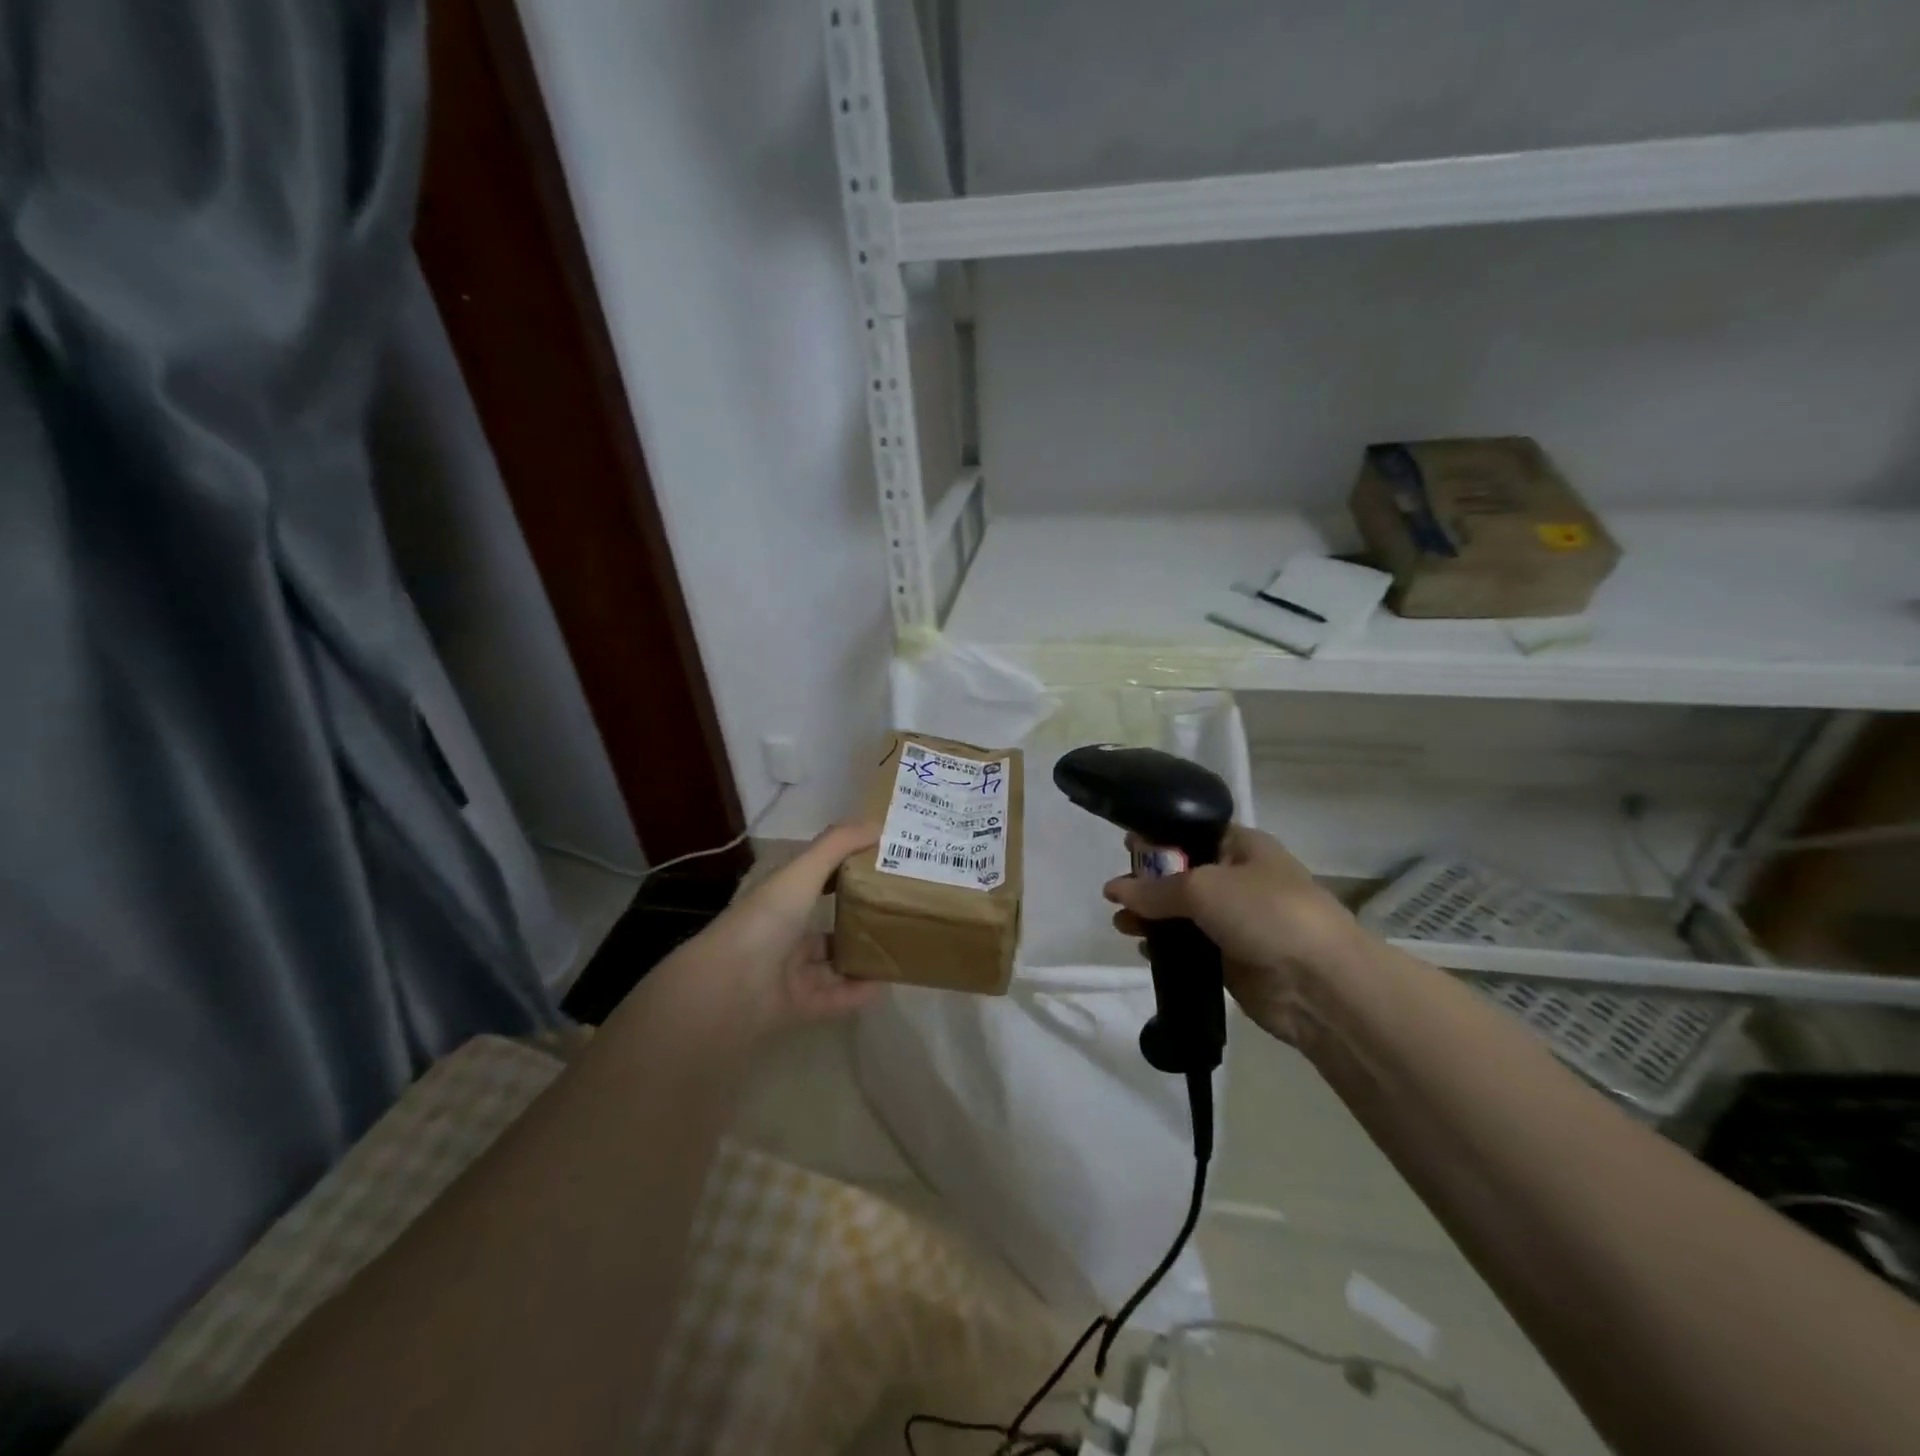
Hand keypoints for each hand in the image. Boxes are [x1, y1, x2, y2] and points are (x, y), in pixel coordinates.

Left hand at [683, 822, 886, 1038]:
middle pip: (826, 923)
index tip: (882, 863)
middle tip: (900, 906)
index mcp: (780, 899)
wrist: (729, 988)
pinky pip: (836, 998)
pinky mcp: (799, 1007)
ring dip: (862, 956)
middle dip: (859, 916)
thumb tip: (877, 824)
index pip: (815, 879)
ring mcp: (790, 973)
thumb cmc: (765, 920)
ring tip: (901, 945)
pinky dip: (860, 992)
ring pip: (833, 963)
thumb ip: (837, 846)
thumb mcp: (801, 872)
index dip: (845, 869)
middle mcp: (784, 933)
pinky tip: (887, 983)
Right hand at [1102, 826, 1360, 1044]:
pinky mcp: (1230, 960)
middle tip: (1115, 893)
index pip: (1193, 833)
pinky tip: (1142, 949)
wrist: (1320, 984)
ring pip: (1183, 914)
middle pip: (1183, 874)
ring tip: (1121, 924)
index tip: (1124, 846)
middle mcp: (1239, 880)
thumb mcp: (1204, 887)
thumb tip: (1113, 890)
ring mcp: (1235, 922)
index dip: (1158, 837)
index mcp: (1243, 847)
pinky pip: (1189, 948)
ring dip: (1151, 917)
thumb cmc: (1266, 913)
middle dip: (1148, 882)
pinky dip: (1166, 948)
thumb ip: (1154, 889)